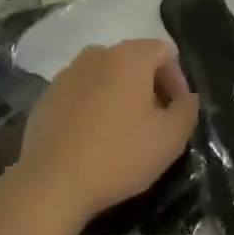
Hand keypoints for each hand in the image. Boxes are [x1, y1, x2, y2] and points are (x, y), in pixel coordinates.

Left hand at [9, 40, 198, 230]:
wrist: (52, 182)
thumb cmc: (118, 155)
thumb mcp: (169, 139)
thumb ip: (186, 110)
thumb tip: (186, 98)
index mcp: (128, 56)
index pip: (164, 52)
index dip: (177, 80)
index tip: (177, 113)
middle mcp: (97, 53)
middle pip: (133, 61)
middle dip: (149, 87)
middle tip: (154, 124)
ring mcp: (68, 73)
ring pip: (105, 76)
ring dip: (119, 96)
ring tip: (123, 133)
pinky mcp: (47, 96)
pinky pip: (80, 93)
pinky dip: (92, 107)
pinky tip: (92, 140)